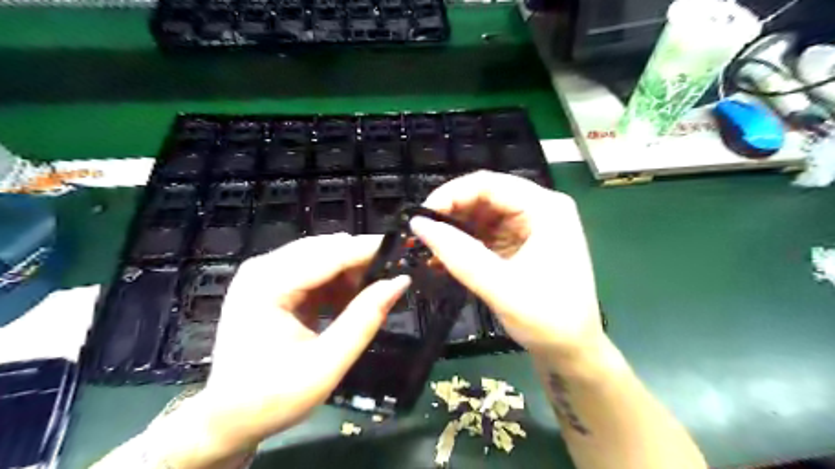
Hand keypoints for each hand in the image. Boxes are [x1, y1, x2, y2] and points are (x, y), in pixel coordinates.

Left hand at [191, 237, 409, 456]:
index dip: (368, 250)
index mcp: (267, 285)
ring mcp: (264, 274)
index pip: (329, 254)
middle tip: (392, 278)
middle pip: (324, 249)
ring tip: (372, 294)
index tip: (403, 253)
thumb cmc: (272, 397)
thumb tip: (399, 282)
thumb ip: (364, 320)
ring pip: (321, 256)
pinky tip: (349, 301)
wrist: (227, 418)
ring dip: (350, 271)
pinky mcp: (270, 283)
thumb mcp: (326, 364)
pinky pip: (313, 270)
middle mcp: (262, 269)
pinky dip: (337, 282)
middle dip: (360, 260)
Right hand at [410, 170, 599, 363]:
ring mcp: (530, 225)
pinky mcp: (521, 242)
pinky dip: (464, 243)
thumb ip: (459, 254)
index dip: (451, 194)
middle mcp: (539, 209)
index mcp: (545, 209)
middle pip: (485, 196)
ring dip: (454, 229)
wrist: (572, 351)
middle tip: (421, 234)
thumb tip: (418, 225)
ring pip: (482, 213)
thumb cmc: (548, 320)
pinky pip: (486, 233)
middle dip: (451, 212)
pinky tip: (444, 257)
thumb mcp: (501, 287)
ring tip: (428, 247)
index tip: (421, 217)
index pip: (489, 184)